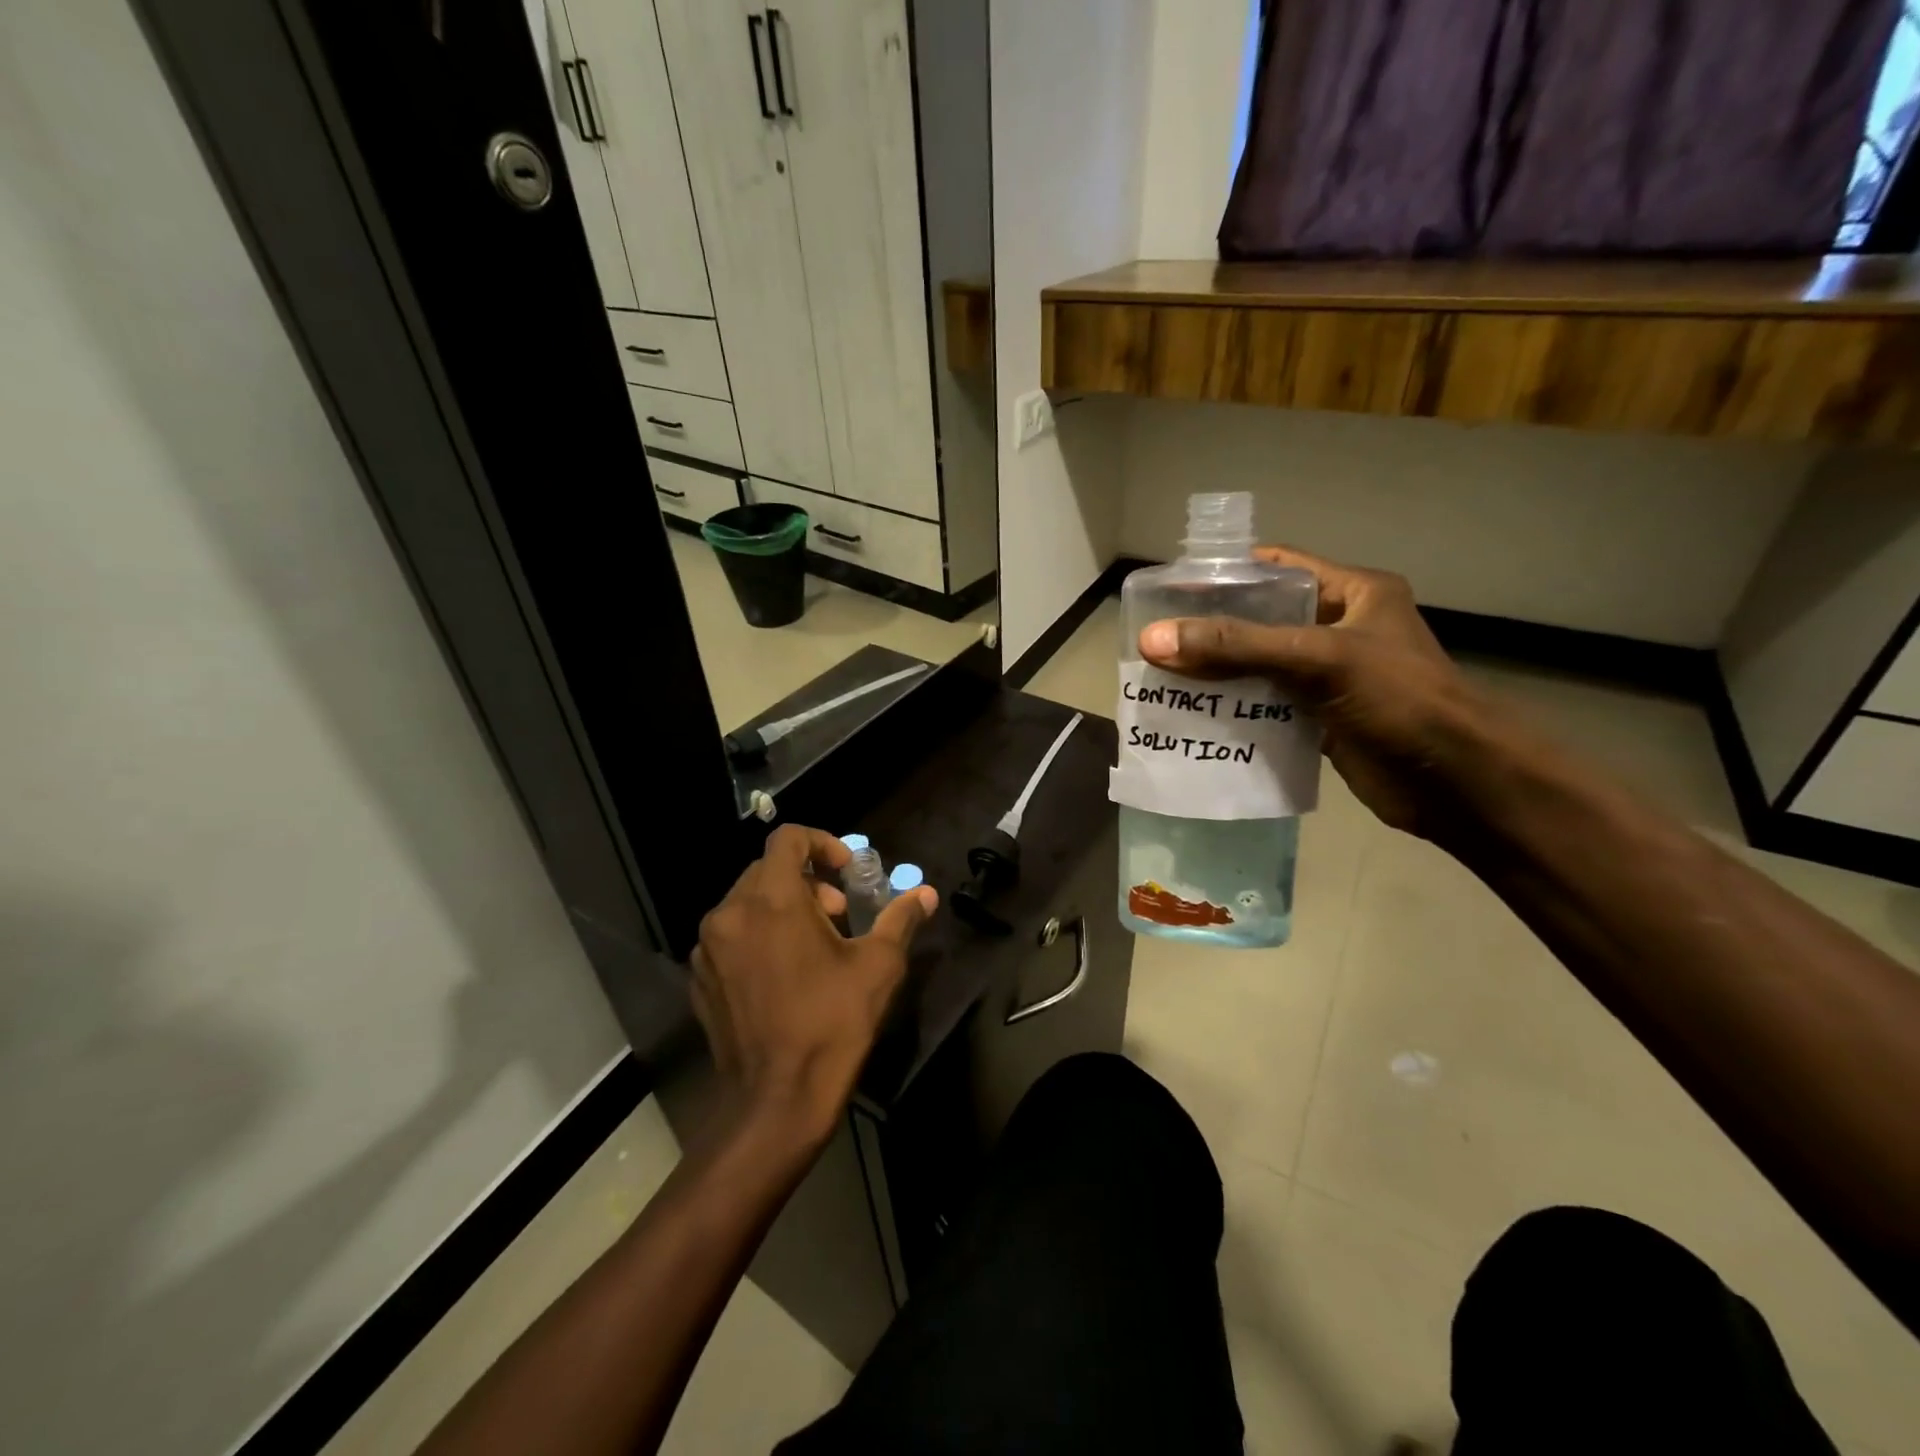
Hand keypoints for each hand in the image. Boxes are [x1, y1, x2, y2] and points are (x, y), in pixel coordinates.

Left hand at [691, 824, 937, 1152]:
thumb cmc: (832, 1024)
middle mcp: (730, 913)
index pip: (788, 839)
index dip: (822, 843)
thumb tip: (925, 893)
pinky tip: (782, 973)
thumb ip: (899, 919)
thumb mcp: (878, 967)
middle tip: (838, 913)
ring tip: (813, 945)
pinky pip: (730, 936)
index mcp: (773, 899)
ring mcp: (707, 948)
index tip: (847, 871)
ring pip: (746, 903)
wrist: (776, 1102)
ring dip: (782, 907)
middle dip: (808, 880)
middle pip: (767, 869)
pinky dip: (757, 936)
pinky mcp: (699, 978)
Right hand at [1138, 546, 1491, 838]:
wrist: (1457, 782)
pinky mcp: (1321, 718)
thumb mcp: (1318, 659)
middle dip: (1212, 629)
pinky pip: (1267, 705)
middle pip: (1262, 620)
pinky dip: (1234, 710)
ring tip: (1163, 677)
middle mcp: (1340, 628)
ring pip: (1260, 666)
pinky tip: (1194, 715)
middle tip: (1157, 639)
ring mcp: (1330, 676)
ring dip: (1218, 673)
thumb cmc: (1399, 699)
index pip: (1277, 568)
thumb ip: (1236, 647)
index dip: (1226, 574)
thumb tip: (1153, 640)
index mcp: (1353, 593)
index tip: (1171, 590)